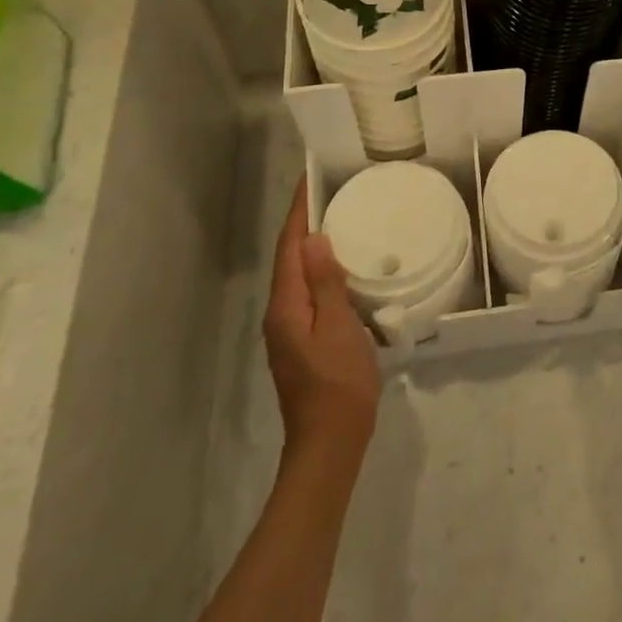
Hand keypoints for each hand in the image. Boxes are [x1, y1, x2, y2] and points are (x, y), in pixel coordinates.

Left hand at [264, 180, 379, 463]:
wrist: (330, 442)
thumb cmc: (339, 382)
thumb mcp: (338, 328)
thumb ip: (326, 283)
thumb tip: (314, 239)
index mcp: (286, 306)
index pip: (288, 247)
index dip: (298, 213)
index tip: (309, 179)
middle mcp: (280, 313)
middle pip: (288, 258)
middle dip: (304, 223)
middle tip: (330, 192)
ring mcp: (288, 329)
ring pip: (297, 275)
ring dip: (312, 246)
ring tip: (338, 220)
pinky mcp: (301, 340)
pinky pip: (307, 292)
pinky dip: (319, 270)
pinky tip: (341, 268)